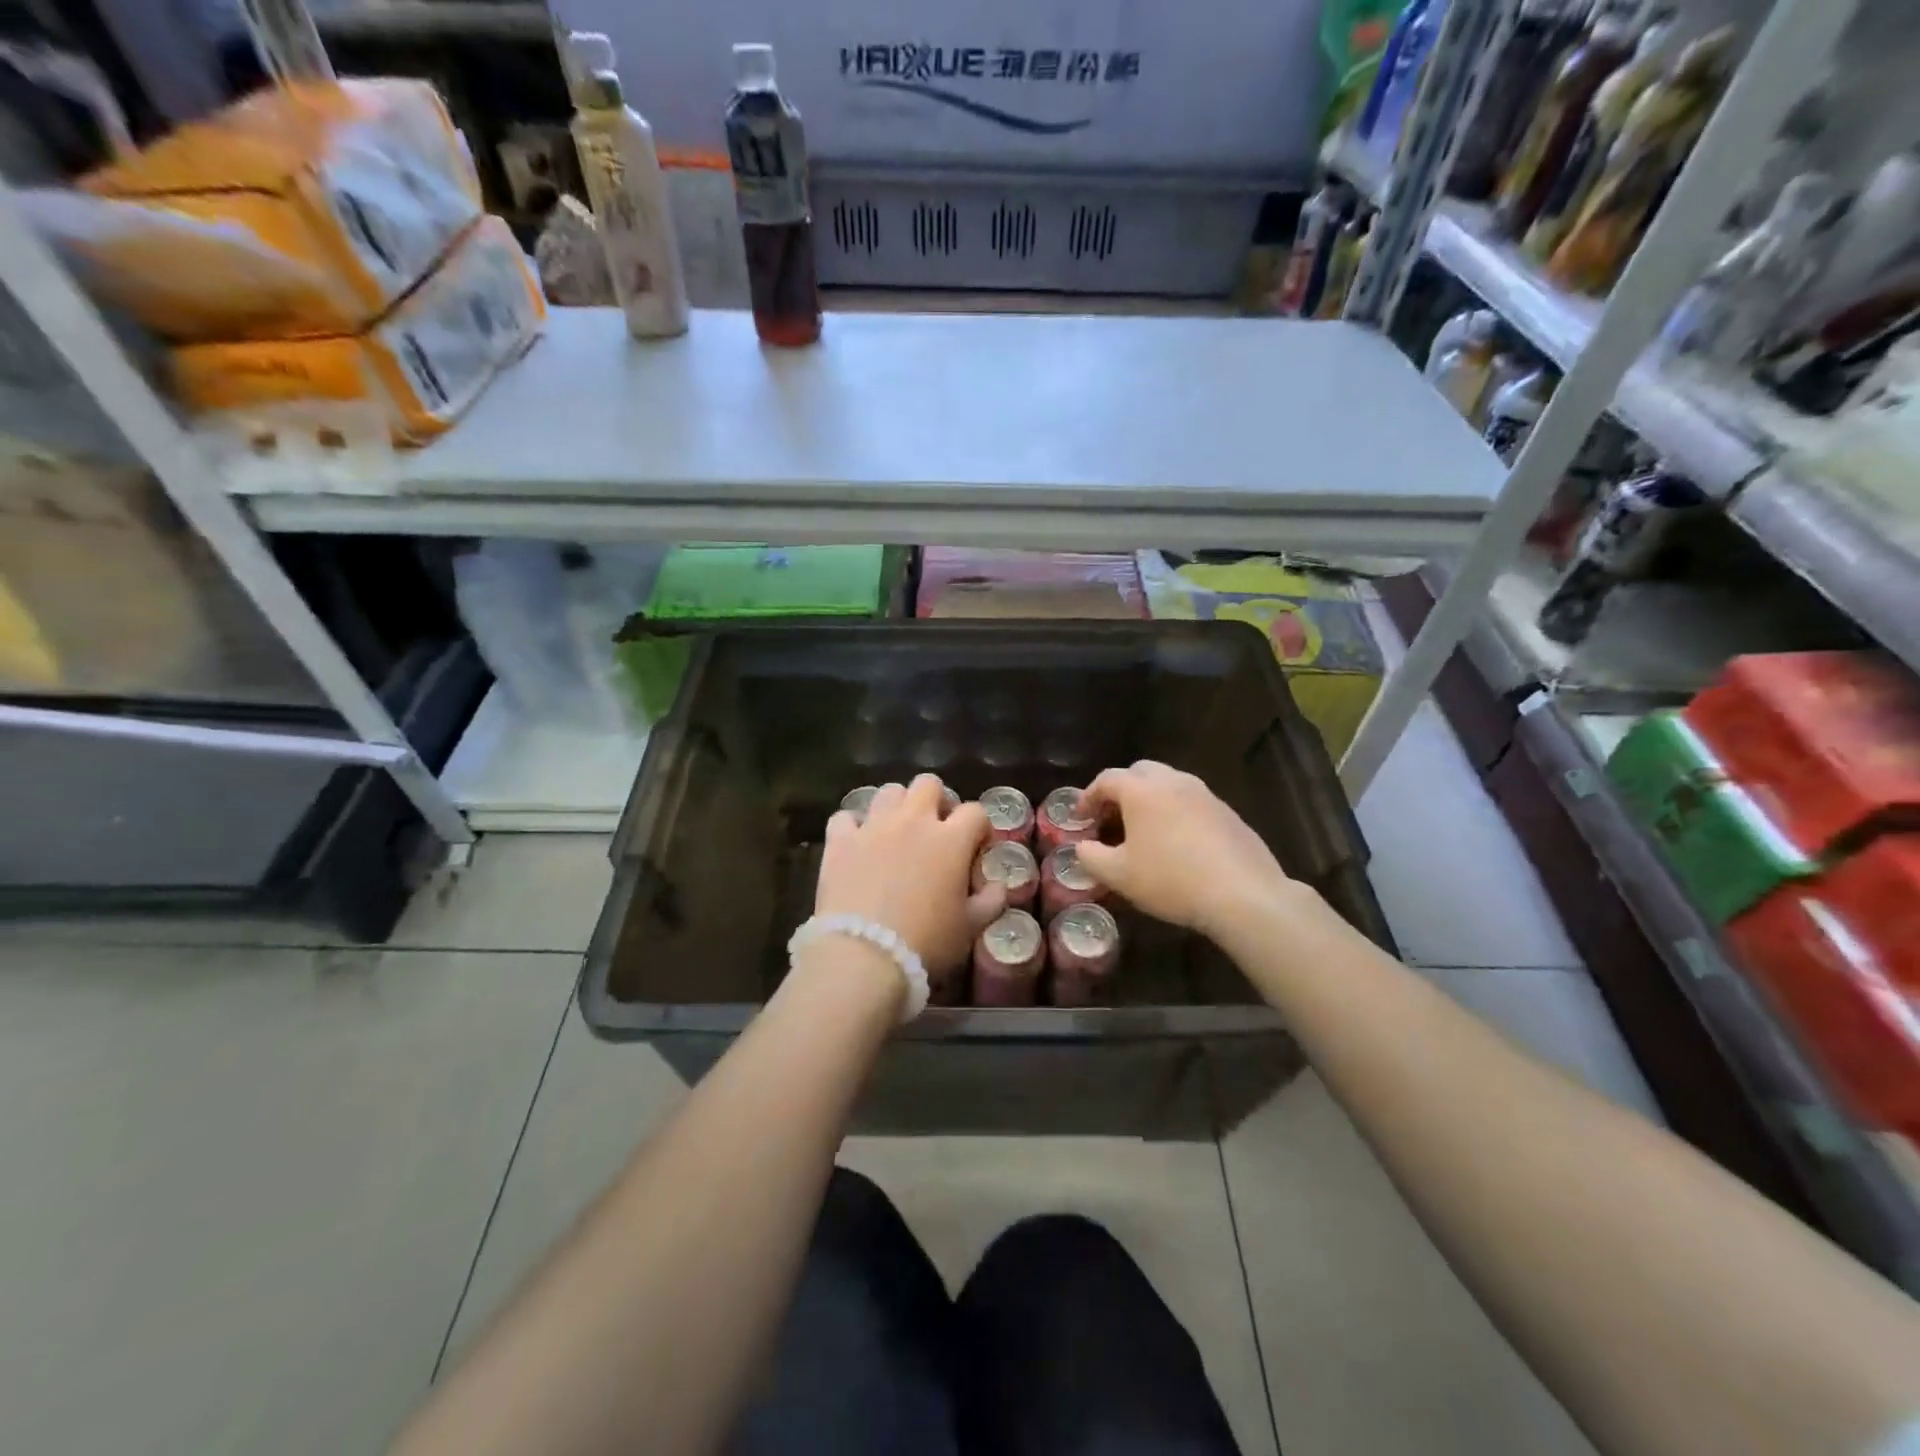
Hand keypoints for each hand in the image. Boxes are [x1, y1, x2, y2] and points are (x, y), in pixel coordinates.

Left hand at [815, 775, 1005, 977]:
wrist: (864, 956)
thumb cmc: (926, 942)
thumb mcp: (970, 927)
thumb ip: (990, 901)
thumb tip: (997, 886)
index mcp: (951, 839)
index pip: (975, 811)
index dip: (979, 826)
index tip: (977, 846)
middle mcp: (912, 821)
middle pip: (928, 784)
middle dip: (936, 800)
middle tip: (935, 829)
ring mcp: (873, 827)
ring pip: (888, 792)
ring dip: (897, 806)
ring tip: (896, 832)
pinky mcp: (840, 841)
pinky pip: (845, 818)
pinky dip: (852, 827)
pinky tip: (856, 844)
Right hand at [1076, 761, 1296, 939]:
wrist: (1243, 894)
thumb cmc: (1171, 880)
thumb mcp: (1118, 875)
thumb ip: (1091, 857)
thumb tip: (1082, 847)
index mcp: (1142, 790)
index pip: (1106, 779)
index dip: (1088, 797)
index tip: (1080, 818)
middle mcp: (1174, 782)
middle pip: (1140, 772)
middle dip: (1120, 790)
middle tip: (1111, 818)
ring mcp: (1205, 794)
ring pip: (1169, 784)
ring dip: (1150, 799)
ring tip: (1143, 830)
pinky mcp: (1228, 812)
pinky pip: (1192, 802)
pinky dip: (1176, 812)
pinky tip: (1177, 843)